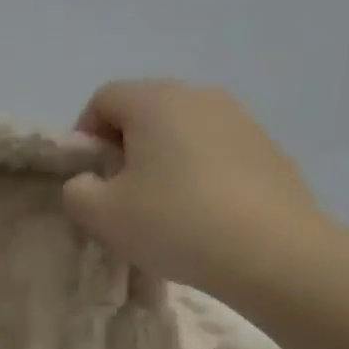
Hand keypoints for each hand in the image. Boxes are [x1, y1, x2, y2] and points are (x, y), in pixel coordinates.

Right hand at [62, 80, 328, 293]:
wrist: (272, 252)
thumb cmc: (174, 223)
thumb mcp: (100, 215)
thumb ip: (76, 191)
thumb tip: (88, 182)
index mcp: (155, 100)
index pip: (103, 99)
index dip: (85, 137)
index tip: (89, 179)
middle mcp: (199, 95)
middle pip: (144, 111)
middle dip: (124, 148)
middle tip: (120, 196)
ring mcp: (240, 119)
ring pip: (182, 131)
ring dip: (162, 161)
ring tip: (163, 208)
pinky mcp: (267, 148)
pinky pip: (215, 151)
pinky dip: (198, 173)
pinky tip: (202, 214)